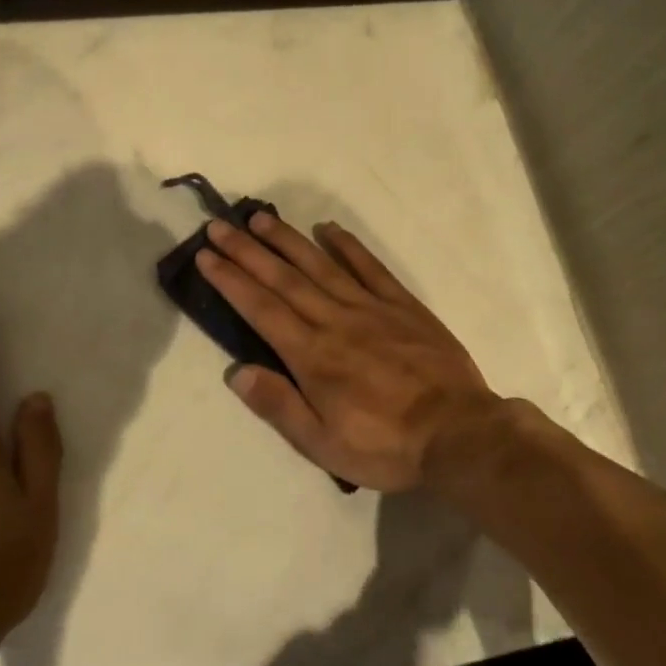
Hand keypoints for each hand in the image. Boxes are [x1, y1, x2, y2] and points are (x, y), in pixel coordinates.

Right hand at [195, 213, 512, 494]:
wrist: (460, 435)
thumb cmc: (385, 446)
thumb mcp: (323, 444)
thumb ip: (279, 406)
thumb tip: (237, 373)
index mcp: (312, 356)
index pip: (261, 309)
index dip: (230, 280)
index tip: (206, 256)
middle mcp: (335, 322)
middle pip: (283, 279)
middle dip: (247, 251)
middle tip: (220, 225)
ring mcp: (371, 309)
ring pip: (320, 266)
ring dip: (288, 241)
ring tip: (261, 219)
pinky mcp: (403, 306)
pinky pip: (371, 268)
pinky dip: (348, 247)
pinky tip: (329, 230)